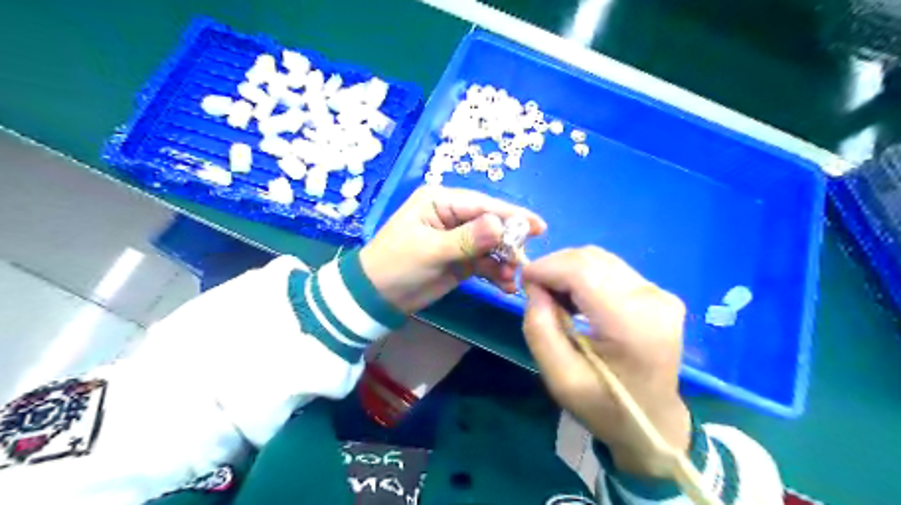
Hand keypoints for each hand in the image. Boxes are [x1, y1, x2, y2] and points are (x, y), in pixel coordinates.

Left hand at [358, 185, 541, 310]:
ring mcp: (459, 239)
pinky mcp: (461, 259)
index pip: (482, 205)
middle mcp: (452, 216)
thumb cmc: (396, 265)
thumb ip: (466, 239)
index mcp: (441, 202)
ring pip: (491, 246)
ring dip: (504, 262)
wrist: (376, 298)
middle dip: (509, 243)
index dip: (511, 215)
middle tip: (524, 262)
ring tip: (513, 280)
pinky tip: (505, 286)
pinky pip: (485, 263)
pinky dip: (496, 273)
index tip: (539, 227)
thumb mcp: (429, 250)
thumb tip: (500, 225)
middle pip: (491, 224)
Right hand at [521, 247, 691, 477]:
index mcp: (632, 325)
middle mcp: (653, 300)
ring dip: (568, 269)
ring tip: (555, 297)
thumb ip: (539, 329)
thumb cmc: (603, 406)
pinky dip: (585, 275)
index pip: (582, 271)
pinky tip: (576, 298)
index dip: (547, 267)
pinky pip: (611, 268)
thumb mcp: (558, 377)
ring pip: (599, 259)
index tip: (523, 281)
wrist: (652, 422)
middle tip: (536, 292)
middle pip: (590, 259)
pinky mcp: (659, 293)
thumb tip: (535, 286)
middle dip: (554, 267)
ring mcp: (661, 294)